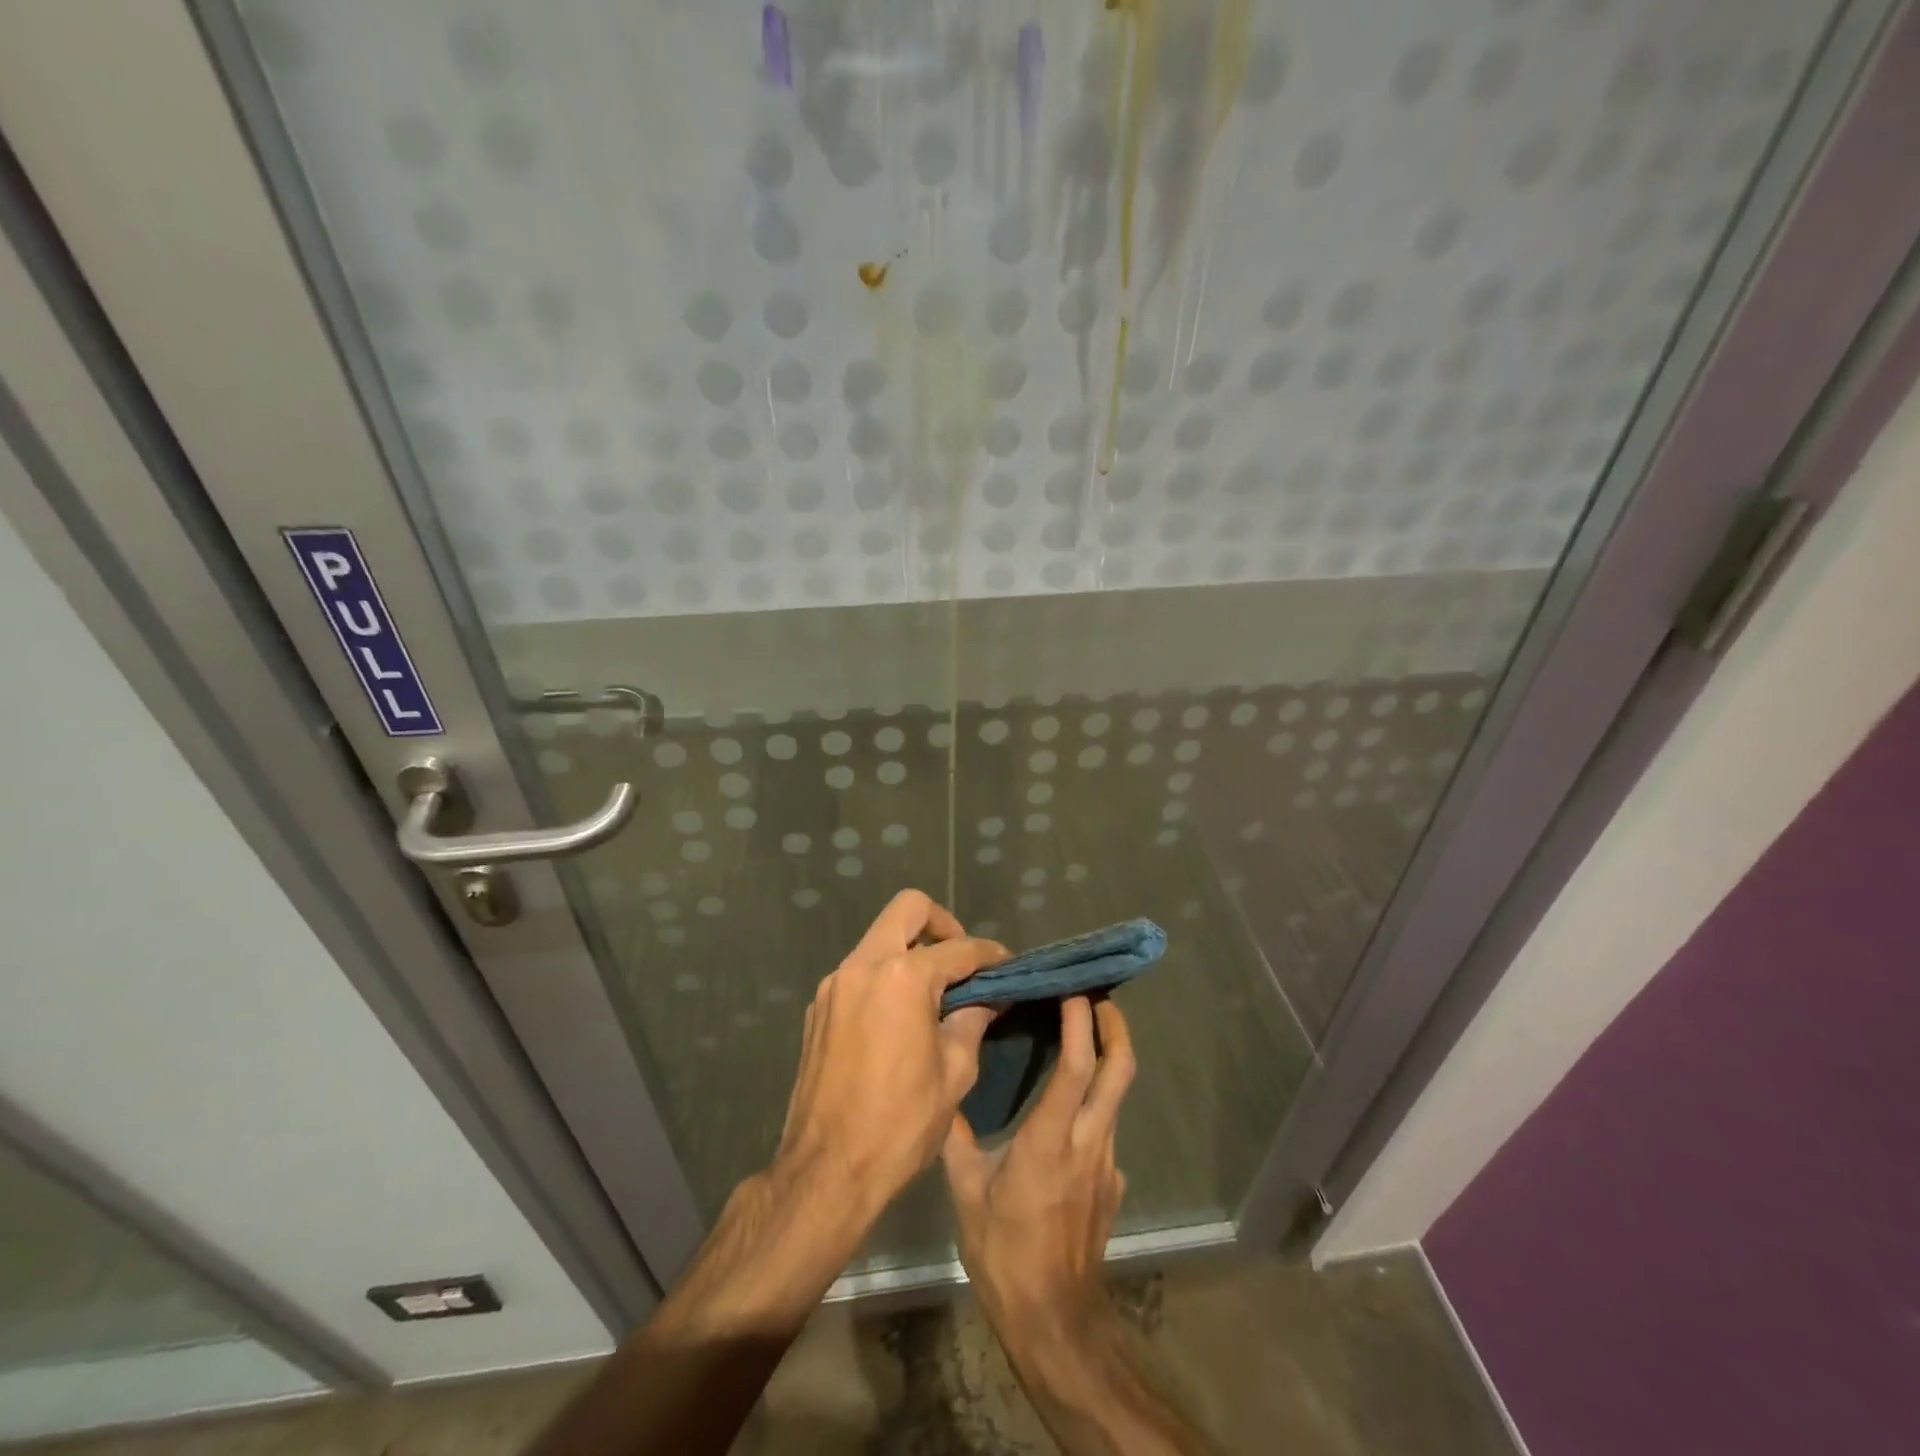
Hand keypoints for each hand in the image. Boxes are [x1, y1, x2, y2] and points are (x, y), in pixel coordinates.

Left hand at [775, 889, 1006, 1221]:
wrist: (827, 1170)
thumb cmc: (901, 1124)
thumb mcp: (955, 1073)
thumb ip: (973, 1021)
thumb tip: (989, 998)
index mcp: (902, 978)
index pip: (958, 948)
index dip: (989, 954)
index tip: (1008, 965)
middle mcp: (863, 966)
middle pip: (907, 909)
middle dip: (942, 923)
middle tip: (961, 960)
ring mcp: (835, 984)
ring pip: (879, 939)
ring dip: (910, 952)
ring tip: (934, 993)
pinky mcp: (818, 1007)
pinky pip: (859, 972)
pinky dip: (885, 978)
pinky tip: (899, 1018)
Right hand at [942, 996, 1135, 1351]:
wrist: (1056, 1323)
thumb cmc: (1005, 1254)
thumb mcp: (967, 1194)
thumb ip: (958, 1139)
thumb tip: (946, 1095)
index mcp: (1050, 1140)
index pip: (1076, 1067)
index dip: (1080, 1022)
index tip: (1073, 988)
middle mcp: (1088, 1143)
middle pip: (1119, 1071)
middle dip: (1115, 1027)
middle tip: (1097, 995)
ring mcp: (1107, 1163)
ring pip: (1116, 1095)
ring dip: (1107, 1057)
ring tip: (1081, 1032)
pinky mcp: (1112, 1182)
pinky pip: (1107, 1124)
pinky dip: (1096, 1097)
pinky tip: (1068, 1102)